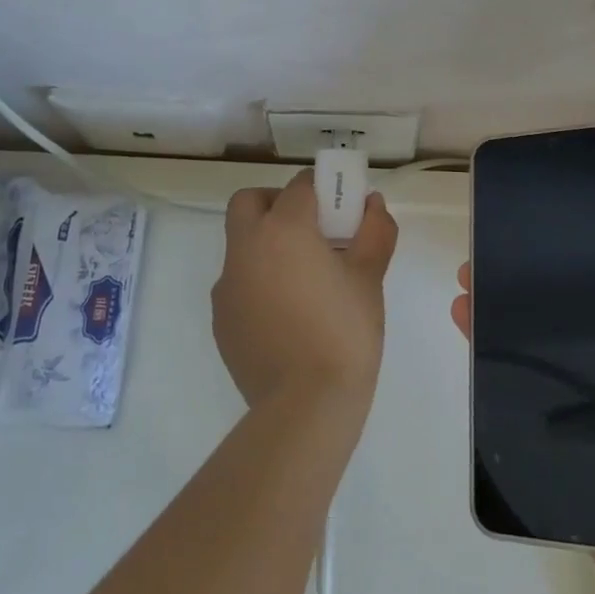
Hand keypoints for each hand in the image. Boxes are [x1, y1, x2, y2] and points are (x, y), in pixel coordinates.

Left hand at [214, 171, 399, 415]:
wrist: (305, 406)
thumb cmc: (344, 333)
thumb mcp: (369, 278)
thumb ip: (374, 232)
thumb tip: (372, 204)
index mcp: (283, 230)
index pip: (298, 187)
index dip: (320, 189)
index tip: (339, 205)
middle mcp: (246, 248)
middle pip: (249, 202)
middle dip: (276, 203)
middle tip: (309, 228)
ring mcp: (227, 284)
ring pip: (240, 243)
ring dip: (265, 243)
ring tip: (302, 277)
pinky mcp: (220, 317)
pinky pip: (237, 282)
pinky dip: (257, 280)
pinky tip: (285, 312)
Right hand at [452, 268, 594, 593]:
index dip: (579, 292)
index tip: (540, 259)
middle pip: (571, 351)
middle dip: (527, 312)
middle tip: (480, 277)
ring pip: (546, 389)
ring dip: (505, 349)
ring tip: (464, 311)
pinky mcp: (576, 488)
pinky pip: (537, 442)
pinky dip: (504, 409)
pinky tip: (475, 375)